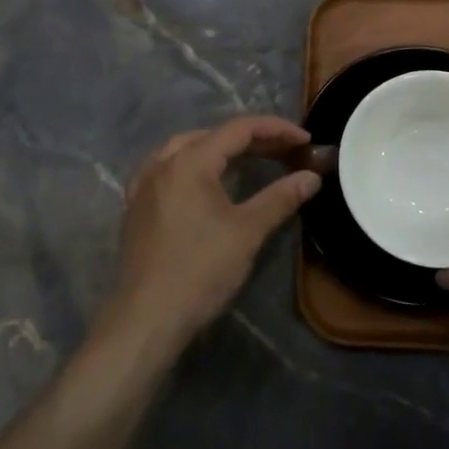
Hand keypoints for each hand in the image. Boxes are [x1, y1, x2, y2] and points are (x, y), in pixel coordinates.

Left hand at [98, 116, 320, 357]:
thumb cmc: (200, 270)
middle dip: (251, 139)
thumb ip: (280, 198)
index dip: (275, 129)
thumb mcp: (247, 232)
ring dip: (220, 148)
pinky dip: (193, 165)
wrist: (146, 319)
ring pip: (186, 148)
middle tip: (284, 151)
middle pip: (212, 135)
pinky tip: (203, 181)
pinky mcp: (136, 206)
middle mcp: (163, 162)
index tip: (305, 140)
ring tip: (248, 158)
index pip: (239, 129)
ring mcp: (144, 184)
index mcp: (190, 161)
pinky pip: (167, 168)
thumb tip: (312, 177)